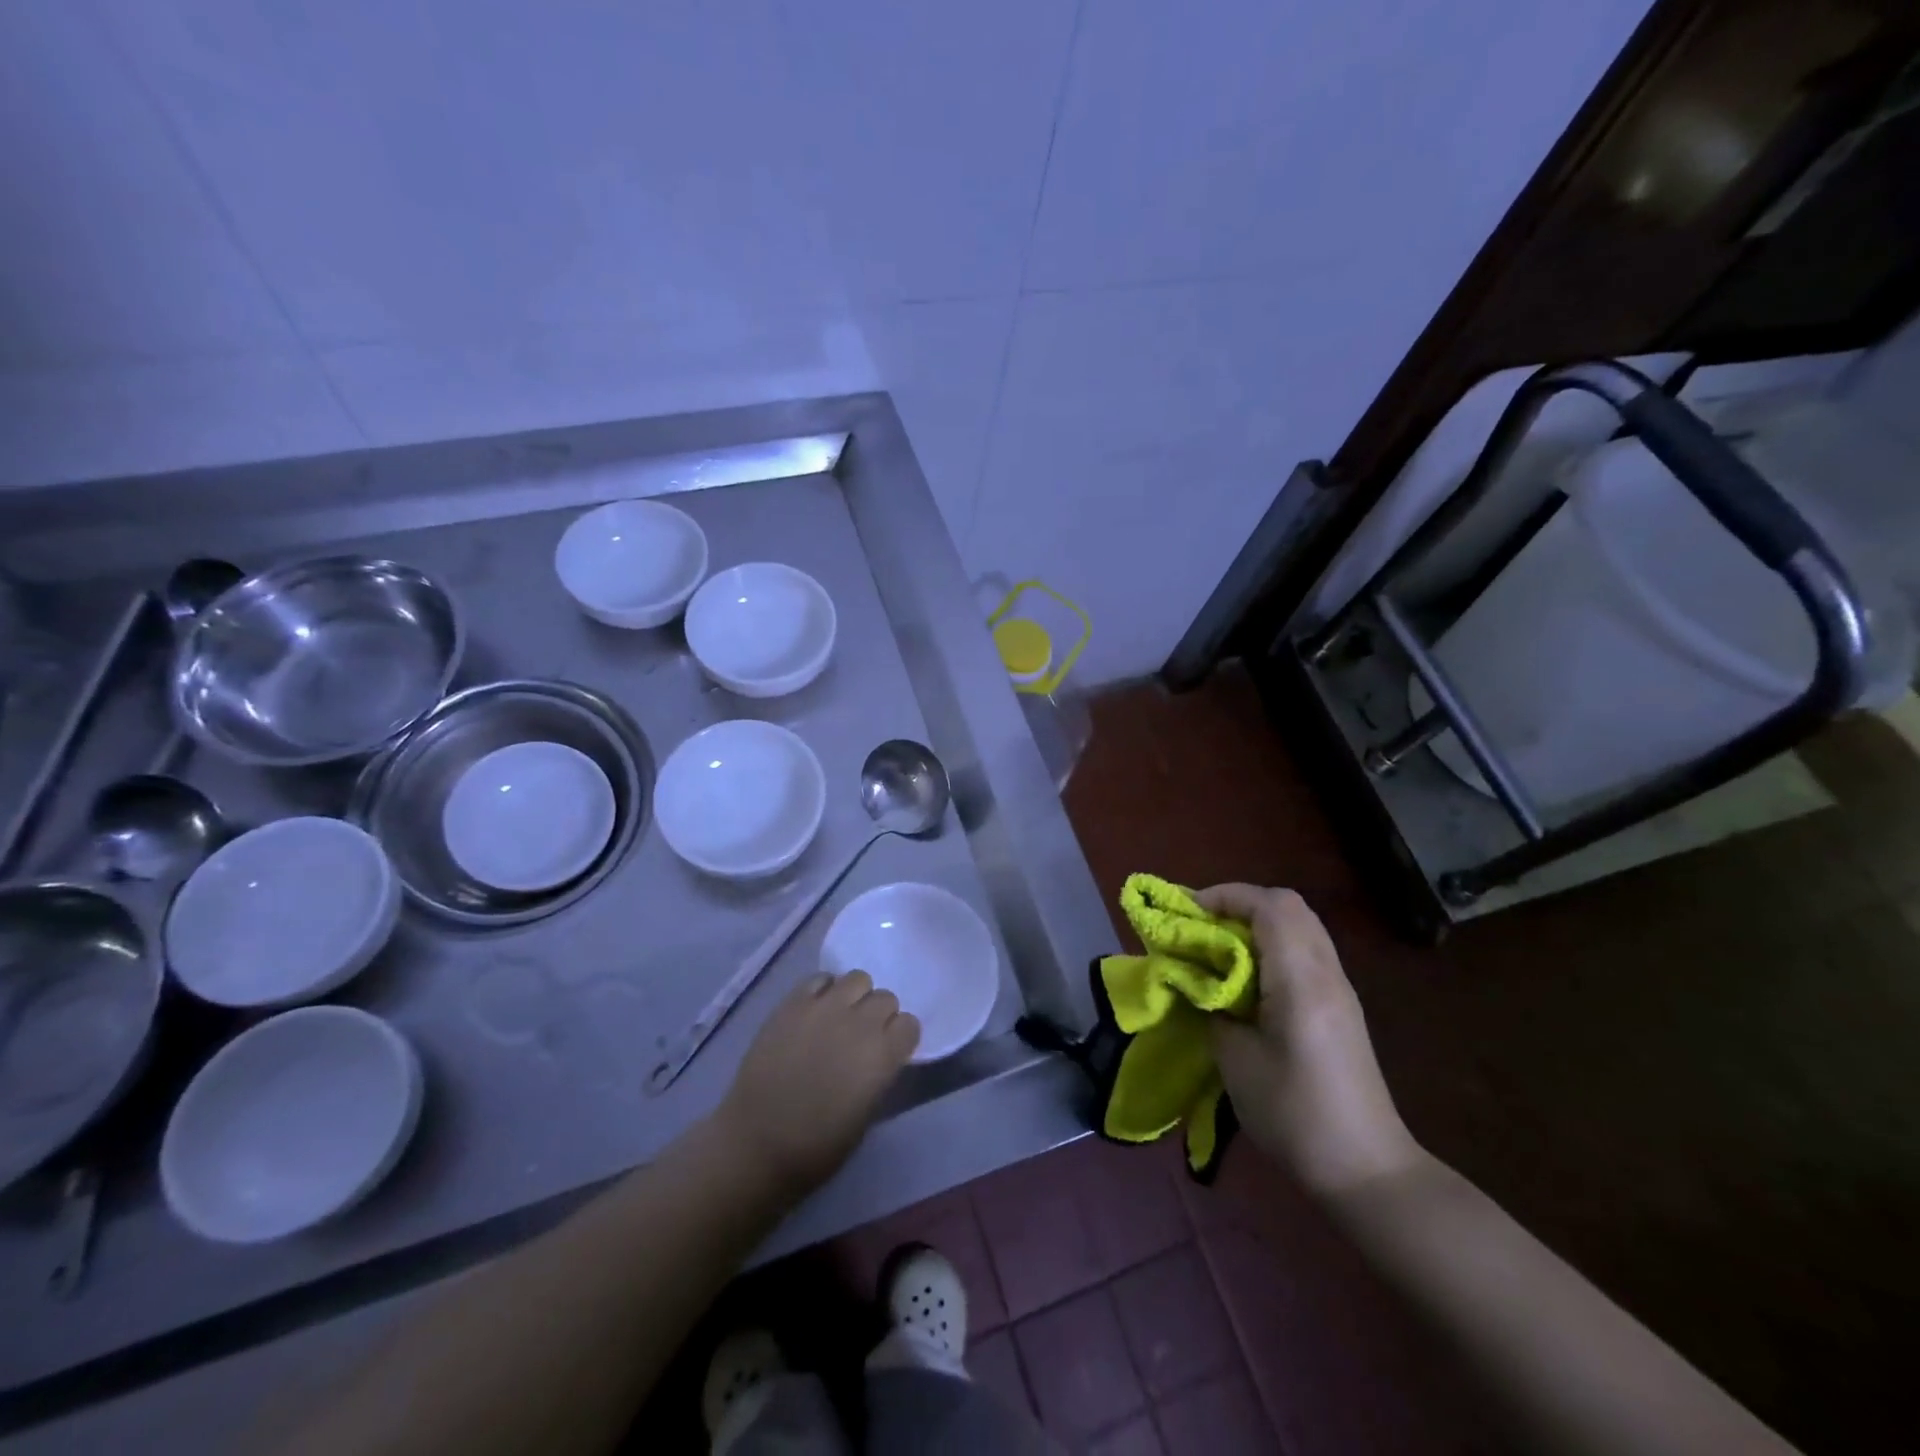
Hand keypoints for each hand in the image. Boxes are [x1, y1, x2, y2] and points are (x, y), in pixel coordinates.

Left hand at [714, 971, 919, 1196]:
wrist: (756, 1145)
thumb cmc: (817, 1147)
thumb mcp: (866, 1115)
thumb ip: (879, 1074)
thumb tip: (881, 1056)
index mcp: (882, 1055)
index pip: (909, 1024)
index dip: (900, 1038)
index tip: (889, 1052)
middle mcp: (858, 1023)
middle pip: (886, 998)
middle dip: (880, 1016)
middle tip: (862, 1038)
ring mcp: (823, 1008)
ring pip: (857, 979)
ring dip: (855, 997)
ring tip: (840, 1018)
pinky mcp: (792, 1003)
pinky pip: (819, 979)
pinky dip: (823, 991)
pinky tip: (815, 1013)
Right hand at [1200, 884, 1423, 1196]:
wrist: (1366, 1170)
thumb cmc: (1294, 1114)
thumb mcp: (1235, 1060)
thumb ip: (1212, 1006)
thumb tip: (1197, 981)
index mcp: (1301, 979)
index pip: (1269, 906)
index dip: (1225, 896)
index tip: (1186, 912)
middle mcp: (1326, 972)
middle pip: (1288, 905)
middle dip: (1239, 903)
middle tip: (1201, 924)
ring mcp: (1339, 988)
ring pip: (1299, 925)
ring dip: (1256, 922)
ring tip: (1218, 946)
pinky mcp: (1341, 1006)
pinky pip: (1305, 950)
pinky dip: (1271, 944)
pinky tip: (1246, 976)